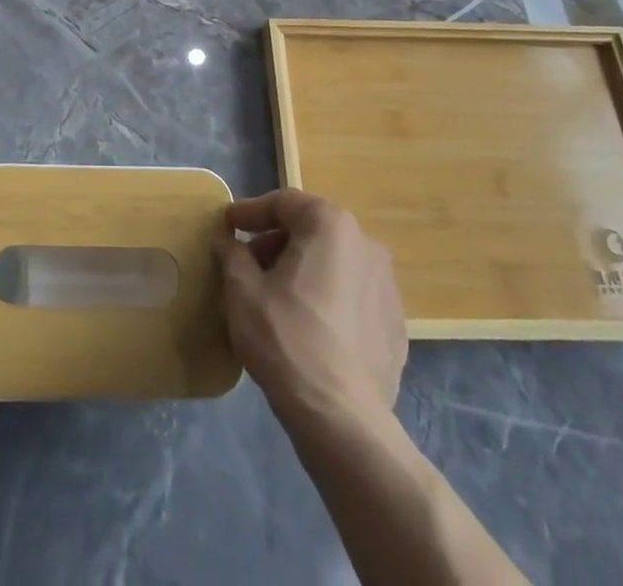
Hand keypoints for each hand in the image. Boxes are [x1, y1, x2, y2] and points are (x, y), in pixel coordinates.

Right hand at [215, 189, 406, 422]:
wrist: (342, 419)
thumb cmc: (286, 339)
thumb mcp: (242, 290)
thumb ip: (232, 254)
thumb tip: (227, 240)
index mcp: (330, 225)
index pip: (284, 203)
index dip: (250, 212)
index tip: (227, 224)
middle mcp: (366, 244)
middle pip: (311, 231)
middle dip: (276, 243)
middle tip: (246, 264)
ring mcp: (388, 286)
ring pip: (334, 263)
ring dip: (302, 270)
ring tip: (275, 297)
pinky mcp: (395, 325)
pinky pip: (352, 296)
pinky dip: (327, 298)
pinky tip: (308, 326)